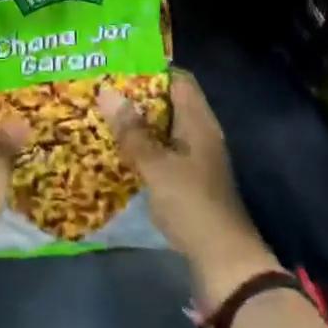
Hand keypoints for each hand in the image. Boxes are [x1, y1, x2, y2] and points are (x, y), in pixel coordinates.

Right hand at [100, 69, 279, 306]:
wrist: (224, 262)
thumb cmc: (192, 204)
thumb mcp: (156, 165)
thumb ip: (132, 130)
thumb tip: (106, 91)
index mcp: (199, 122)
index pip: (179, 79)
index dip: (151, 69)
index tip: (119, 66)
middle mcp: (200, 134)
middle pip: (169, 103)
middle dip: (138, 97)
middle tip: (103, 90)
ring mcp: (197, 159)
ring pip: (164, 129)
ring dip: (139, 124)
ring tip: (103, 116)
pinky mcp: (190, 182)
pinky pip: (163, 152)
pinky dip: (144, 148)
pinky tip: (119, 152)